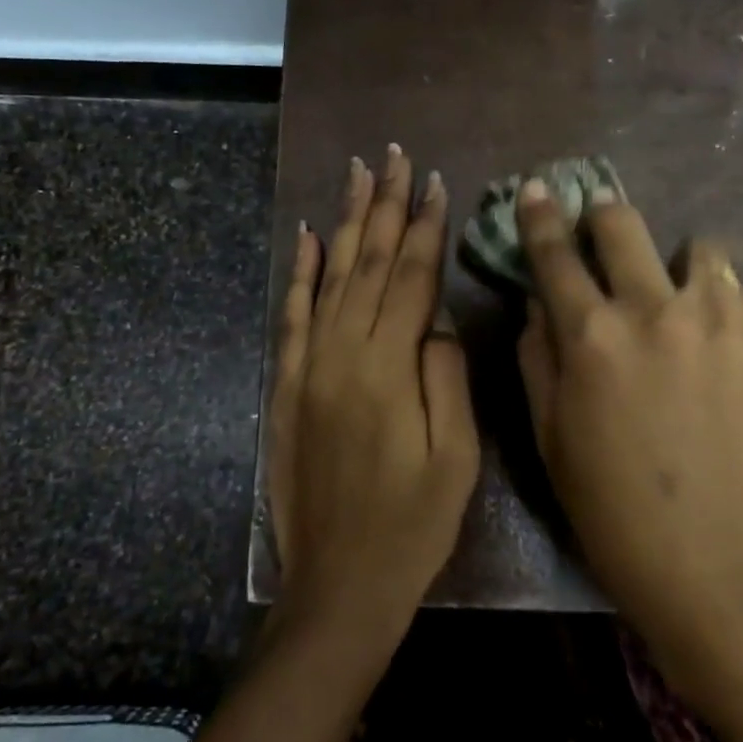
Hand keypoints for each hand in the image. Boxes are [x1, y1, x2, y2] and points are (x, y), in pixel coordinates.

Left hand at [266, 146, 480, 646]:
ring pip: (331, 277)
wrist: (340, 585)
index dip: (425, 227)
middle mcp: (342, 355)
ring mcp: (308, 368)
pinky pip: (292, 316)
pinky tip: (309, 237)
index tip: (434, 181)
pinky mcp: (286, 387)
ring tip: (357, 175)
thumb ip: (446, 378)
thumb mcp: (456, 458)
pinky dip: (301, 273)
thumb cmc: (413, 526)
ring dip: (347, 222)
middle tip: (393, 156)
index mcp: (389, 369)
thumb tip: (434, 321)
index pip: (411, 278)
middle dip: (385, 206)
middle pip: (368, 264)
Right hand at [515, 181, 742, 694]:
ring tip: (675, 297)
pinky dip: (717, 305)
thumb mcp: (549, 433)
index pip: (555, 252)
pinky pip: (737, 294)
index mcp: (591, 335)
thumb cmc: (612, 506)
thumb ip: (537, 354)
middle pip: (623, 223)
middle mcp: (654, 309)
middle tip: (602, 226)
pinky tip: (716, 350)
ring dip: (675, 261)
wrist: (718, 561)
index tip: (537, 189)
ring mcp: (720, 320)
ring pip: (697, 247)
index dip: (540, 214)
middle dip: (604, 214)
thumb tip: (539, 301)